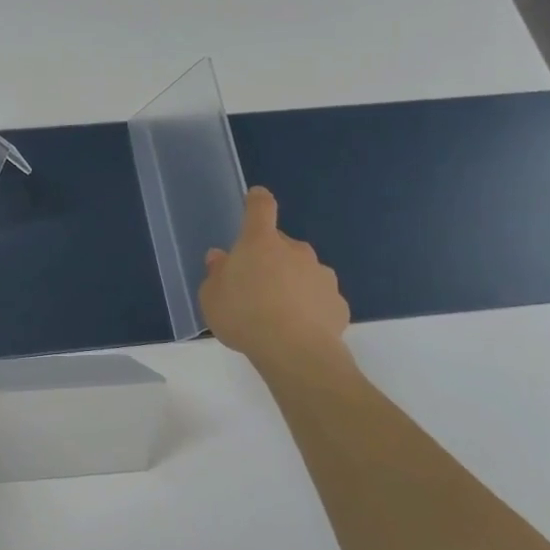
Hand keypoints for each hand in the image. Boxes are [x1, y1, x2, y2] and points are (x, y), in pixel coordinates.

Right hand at [199, 187, 351, 370]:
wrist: (295, 352)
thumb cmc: (243, 316)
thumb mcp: (211, 297)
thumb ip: (216, 274)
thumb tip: (220, 258)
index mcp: (260, 242)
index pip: (260, 208)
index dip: (257, 200)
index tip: (255, 197)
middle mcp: (295, 250)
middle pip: (281, 244)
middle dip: (270, 257)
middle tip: (255, 284)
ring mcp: (321, 275)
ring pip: (303, 270)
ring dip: (292, 282)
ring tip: (277, 312)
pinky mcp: (338, 302)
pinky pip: (319, 298)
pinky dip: (310, 307)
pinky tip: (299, 329)